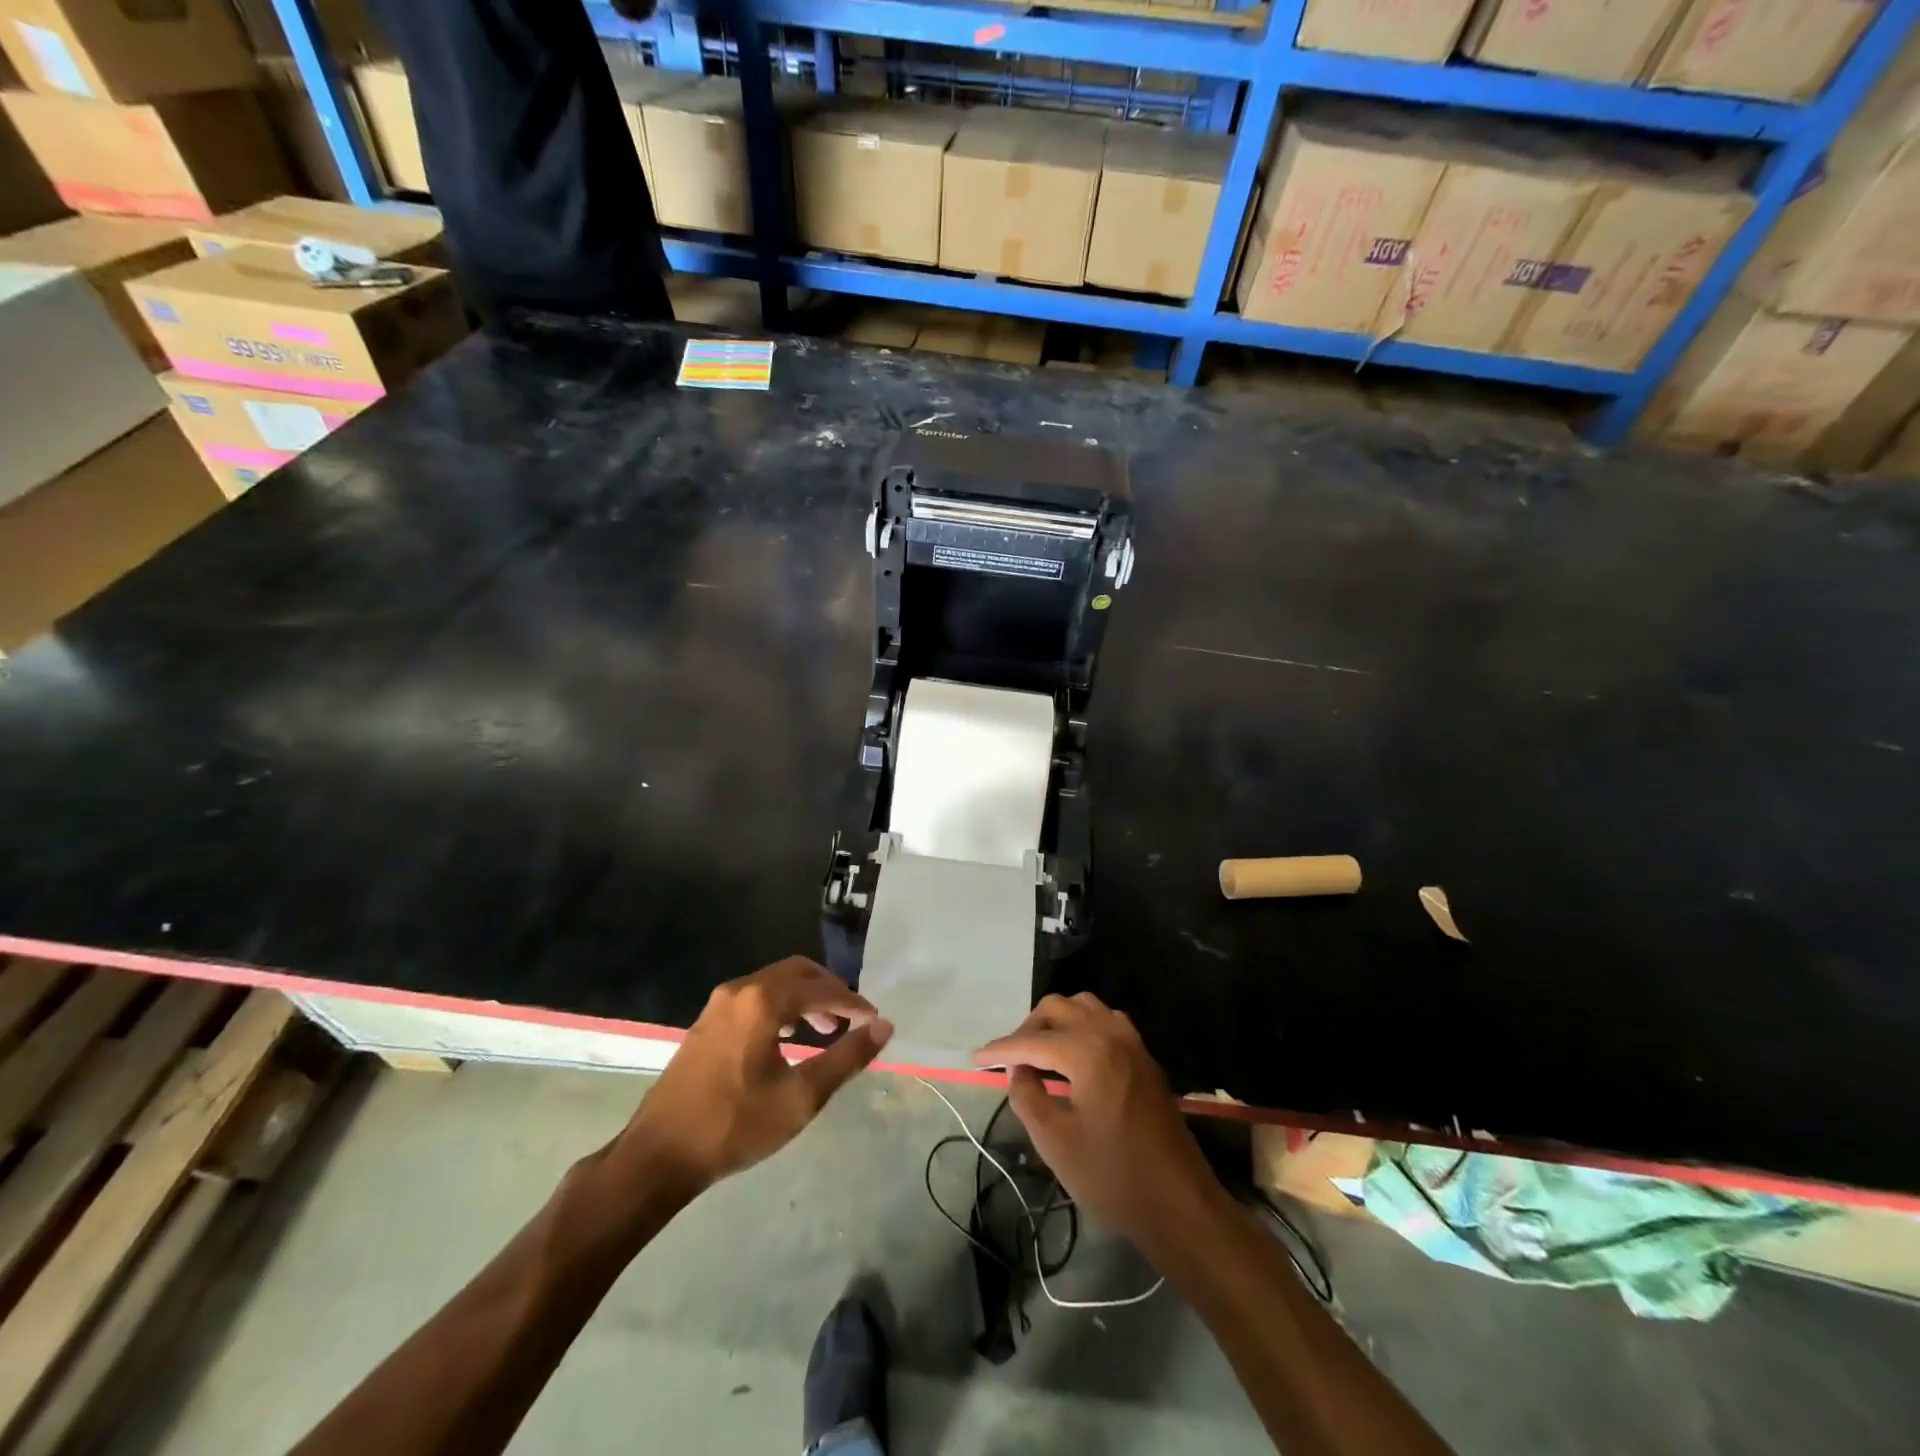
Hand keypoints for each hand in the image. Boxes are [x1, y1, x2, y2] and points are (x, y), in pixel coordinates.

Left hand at [612, 957, 892, 1198]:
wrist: (658, 1155)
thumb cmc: (734, 1126)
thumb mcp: (800, 1097)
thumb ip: (846, 1058)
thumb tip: (884, 1027)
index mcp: (764, 1001)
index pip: (822, 989)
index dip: (854, 1003)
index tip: (875, 1021)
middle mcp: (741, 989)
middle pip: (798, 972)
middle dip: (830, 991)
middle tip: (853, 1020)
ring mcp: (719, 1003)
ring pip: (776, 982)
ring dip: (806, 998)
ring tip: (826, 1029)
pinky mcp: (708, 1021)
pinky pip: (756, 996)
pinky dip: (782, 1006)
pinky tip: (789, 1036)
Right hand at [974, 992, 1222, 1251]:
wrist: (1180, 1203)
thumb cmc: (1113, 1176)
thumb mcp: (1056, 1143)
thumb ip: (1027, 1097)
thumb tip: (1017, 1070)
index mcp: (1088, 1051)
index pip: (1033, 1040)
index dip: (1001, 1049)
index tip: (977, 1058)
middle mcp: (1110, 1033)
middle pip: (1059, 1008)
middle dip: (1029, 1028)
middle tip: (1011, 1058)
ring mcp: (1132, 1042)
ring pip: (1085, 1007)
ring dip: (1057, 1021)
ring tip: (1039, 1053)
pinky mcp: (1144, 1057)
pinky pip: (1105, 1021)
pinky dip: (1082, 1027)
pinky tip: (1072, 1058)